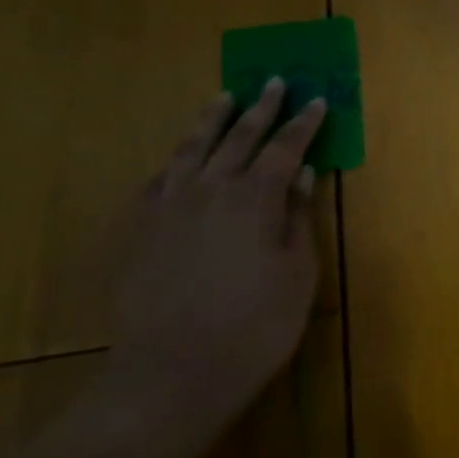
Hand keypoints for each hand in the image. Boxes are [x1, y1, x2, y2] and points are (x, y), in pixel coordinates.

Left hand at [107, 80, 326, 437]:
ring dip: (212, 120)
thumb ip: (299, 219)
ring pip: (193, 148)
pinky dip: (175, 161)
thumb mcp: (296, 275)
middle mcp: (212, 189)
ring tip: (224, 97)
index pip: (285, 148)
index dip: (304, 124)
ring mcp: (170, 207)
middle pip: (240, 138)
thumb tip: (303, 175)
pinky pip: (158, 179)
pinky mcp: (140, 229)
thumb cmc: (253, 328)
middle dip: (261, 109)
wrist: (169, 375)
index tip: (317, 100)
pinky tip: (179, 158)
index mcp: (256, 198)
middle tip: (274, 82)